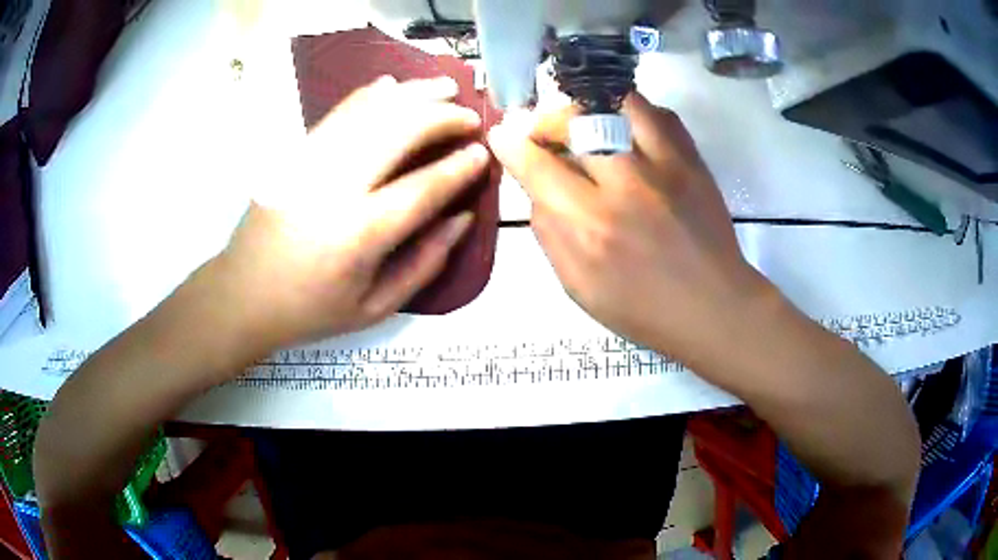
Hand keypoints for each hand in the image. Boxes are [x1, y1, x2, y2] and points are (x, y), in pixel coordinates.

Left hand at [213, 76, 489, 351]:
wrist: (244, 295)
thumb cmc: (311, 309)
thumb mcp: (376, 307)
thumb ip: (425, 263)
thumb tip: (462, 218)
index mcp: (357, 235)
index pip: (422, 188)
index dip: (458, 168)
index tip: (482, 152)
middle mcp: (333, 189)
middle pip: (397, 132)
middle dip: (442, 117)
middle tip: (469, 116)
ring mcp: (309, 163)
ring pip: (369, 111)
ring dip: (412, 94)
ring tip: (443, 88)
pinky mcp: (294, 154)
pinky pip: (338, 112)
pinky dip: (370, 94)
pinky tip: (393, 86)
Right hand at [488, 94, 775, 363]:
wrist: (713, 307)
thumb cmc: (643, 309)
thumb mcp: (578, 288)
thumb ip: (549, 234)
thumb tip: (535, 189)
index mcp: (590, 226)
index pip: (537, 166)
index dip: (513, 144)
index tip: (503, 135)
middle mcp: (624, 185)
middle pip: (574, 122)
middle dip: (547, 120)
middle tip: (544, 132)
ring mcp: (664, 166)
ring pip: (616, 104)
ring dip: (589, 107)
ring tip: (583, 122)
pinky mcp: (692, 160)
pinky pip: (658, 114)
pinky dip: (633, 112)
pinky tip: (625, 128)